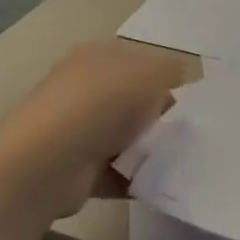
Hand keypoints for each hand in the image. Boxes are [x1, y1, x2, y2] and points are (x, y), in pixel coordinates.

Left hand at [0, 41, 186, 216]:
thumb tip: (177, 89)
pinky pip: (118, 171)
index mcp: (99, 55)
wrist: (48, 163)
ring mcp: (77, 129)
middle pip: (136, 101)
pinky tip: (159, 184)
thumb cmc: (103, 104)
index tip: (191, 104)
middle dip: (160, 118)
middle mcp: (85, 87)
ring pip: (128, 137)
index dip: (168, 80)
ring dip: (150, 151)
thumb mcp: (152, 73)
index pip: (143, 63)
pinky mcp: (76, 168)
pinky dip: (137, 178)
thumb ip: (173, 73)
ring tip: (176, 161)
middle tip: (186, 134)